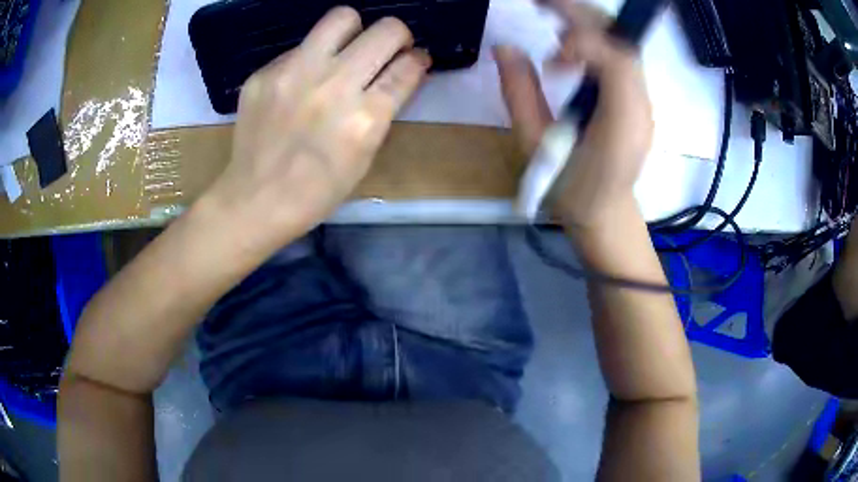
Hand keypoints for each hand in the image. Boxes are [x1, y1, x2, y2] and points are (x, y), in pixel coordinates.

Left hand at [204, 7, 429, 250]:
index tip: (415, 60)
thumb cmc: (317, 191)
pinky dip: (311, 58)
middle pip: (386, 29)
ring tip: (346, 51)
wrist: (255, 201)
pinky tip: (300, 83)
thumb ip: (384, 109)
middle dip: (397, 35)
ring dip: (355, 31)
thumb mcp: (365, 156)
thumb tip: (401, 73)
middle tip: (387, 49)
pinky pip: (301, 46)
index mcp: (365, 117)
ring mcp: (294, 73)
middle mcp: (333, 85)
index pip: (407, 67)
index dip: (418, 59)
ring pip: (342, 17)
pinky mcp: (265, 72)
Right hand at [495, 1, 653, 228]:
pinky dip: (592, 39)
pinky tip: (568, 43)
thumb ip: (520, 95)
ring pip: (621, 44)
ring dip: (586, 22)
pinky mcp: (636, 98)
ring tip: (550, 15)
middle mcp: (641, 104)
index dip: (583, 42)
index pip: (616, 59)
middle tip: (540, 3)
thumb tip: (505, 48)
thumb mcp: (535, 147)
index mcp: (623, 122)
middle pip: (621, 41)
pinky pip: (619, 56)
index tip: (551, 59)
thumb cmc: (571, 192)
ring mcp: (643, 100)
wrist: (606, 215)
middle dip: (581, 14)